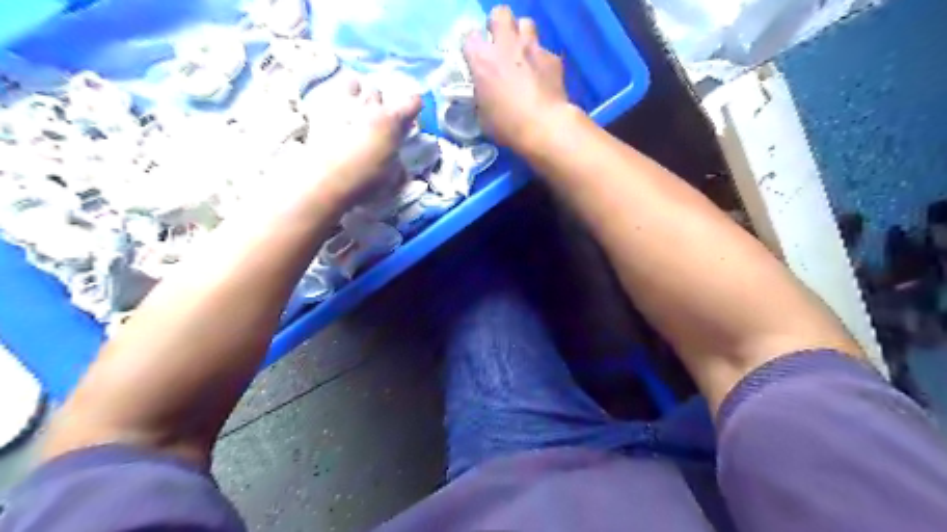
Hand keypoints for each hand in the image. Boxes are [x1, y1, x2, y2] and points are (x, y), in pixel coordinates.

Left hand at [274, 77, 421, 213]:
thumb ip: (398, 164)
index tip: (410, 119)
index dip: (414, 108)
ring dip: (356, 93)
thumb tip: (398, 163)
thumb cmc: (367, 179)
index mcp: (393, 121)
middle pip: (378, 90)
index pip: (413, 101)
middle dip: (380, 102)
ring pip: (352, 83)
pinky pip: (330, 95)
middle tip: (378, 119)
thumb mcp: (393, 177)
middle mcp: (370, 106)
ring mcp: (344, 105)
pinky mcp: (321, 111)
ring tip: (355, 108)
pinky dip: (335, 101)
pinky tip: (335, 114)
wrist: (327, 180)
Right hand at [463, 4, 573, 151]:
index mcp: (483, 60)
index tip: (475, 59)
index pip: (470, 36)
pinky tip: (542, 77)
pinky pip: (545, 50)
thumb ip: (481, 95)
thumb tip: (484, 93)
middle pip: (500, 13)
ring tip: (521, 54)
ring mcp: (532, 48)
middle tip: (499, 44)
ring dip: (521, 35)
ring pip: (526, 23)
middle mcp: (506, 45)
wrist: (544, 127)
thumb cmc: (507, 126)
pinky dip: (541, 60)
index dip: (473, 47)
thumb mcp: (483, 115)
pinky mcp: (553, 58)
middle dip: (498, 25)